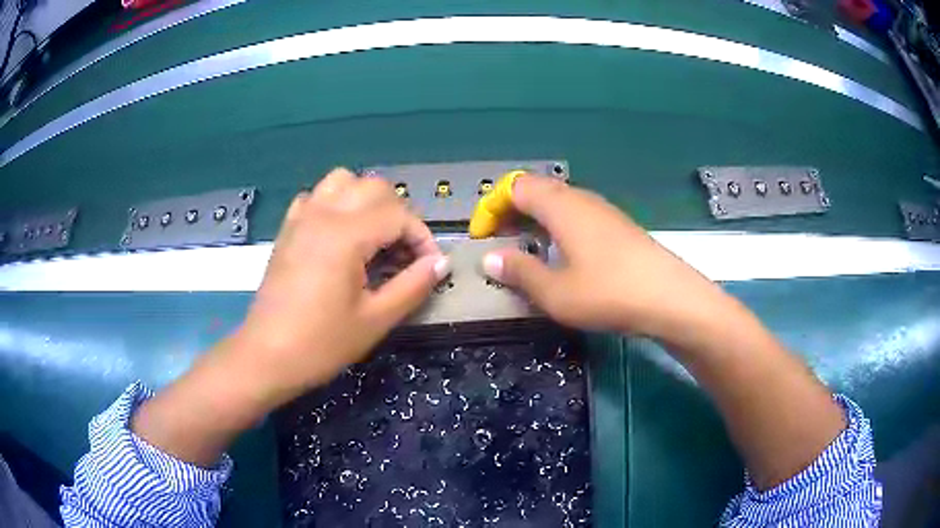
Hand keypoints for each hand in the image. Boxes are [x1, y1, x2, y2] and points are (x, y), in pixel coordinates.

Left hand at [133, 169, 448, 465]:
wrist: (267, 355)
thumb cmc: (321, 343)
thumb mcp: (375, 319)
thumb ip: (413, 285)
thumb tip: (440, 263)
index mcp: (346, 235)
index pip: (399, 214)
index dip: (422, 237)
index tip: (430, 266)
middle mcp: (323, 213)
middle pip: (375, 187)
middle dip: (399, 214)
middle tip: (404, 252)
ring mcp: (302, 217)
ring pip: (343, 181)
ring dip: (367, 200)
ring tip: (374, 235)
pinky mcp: (288, 229)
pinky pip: (316, 196)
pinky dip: (335, 203)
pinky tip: (339, 235)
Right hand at [481, 175, 727, 338]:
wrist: (671, 298)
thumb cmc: (609, 293)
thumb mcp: (555, 293)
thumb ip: (519, 272)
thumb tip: (489, 259)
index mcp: (560, 206)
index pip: (514, 187)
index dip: (491, 207)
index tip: (481, 236)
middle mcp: (581, 199)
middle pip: (536, 190)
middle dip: (510, 211)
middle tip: (498, 241)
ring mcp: (603, 211)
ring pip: (558, 202)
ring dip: (534, 219)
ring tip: (525, 249)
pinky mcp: (618, 226)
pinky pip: (577, 215)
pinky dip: (557, 228)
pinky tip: (561, 256)